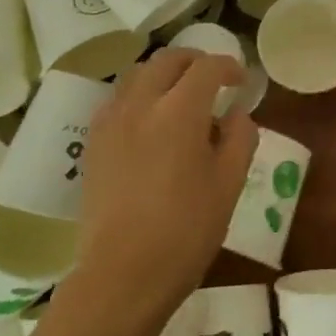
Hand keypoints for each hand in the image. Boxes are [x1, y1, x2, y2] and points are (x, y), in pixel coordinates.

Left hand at [73, 48, 255, 320]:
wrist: (123, 275)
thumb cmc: (186, 231)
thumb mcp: (229, 184)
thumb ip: (240, 138)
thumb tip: (236, 113)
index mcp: (179, 112)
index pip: (207, 68)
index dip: (229, 67)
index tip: (241, 82)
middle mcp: (141, 105)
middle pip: (167, 60)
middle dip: (195, 61)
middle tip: (213, 80)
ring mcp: (111, 123)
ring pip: (137, 74)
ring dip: (163, 74)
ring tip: (180, 97)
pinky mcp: (94, 144)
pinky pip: (117, 100)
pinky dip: (139, 95)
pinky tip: (151, 122)